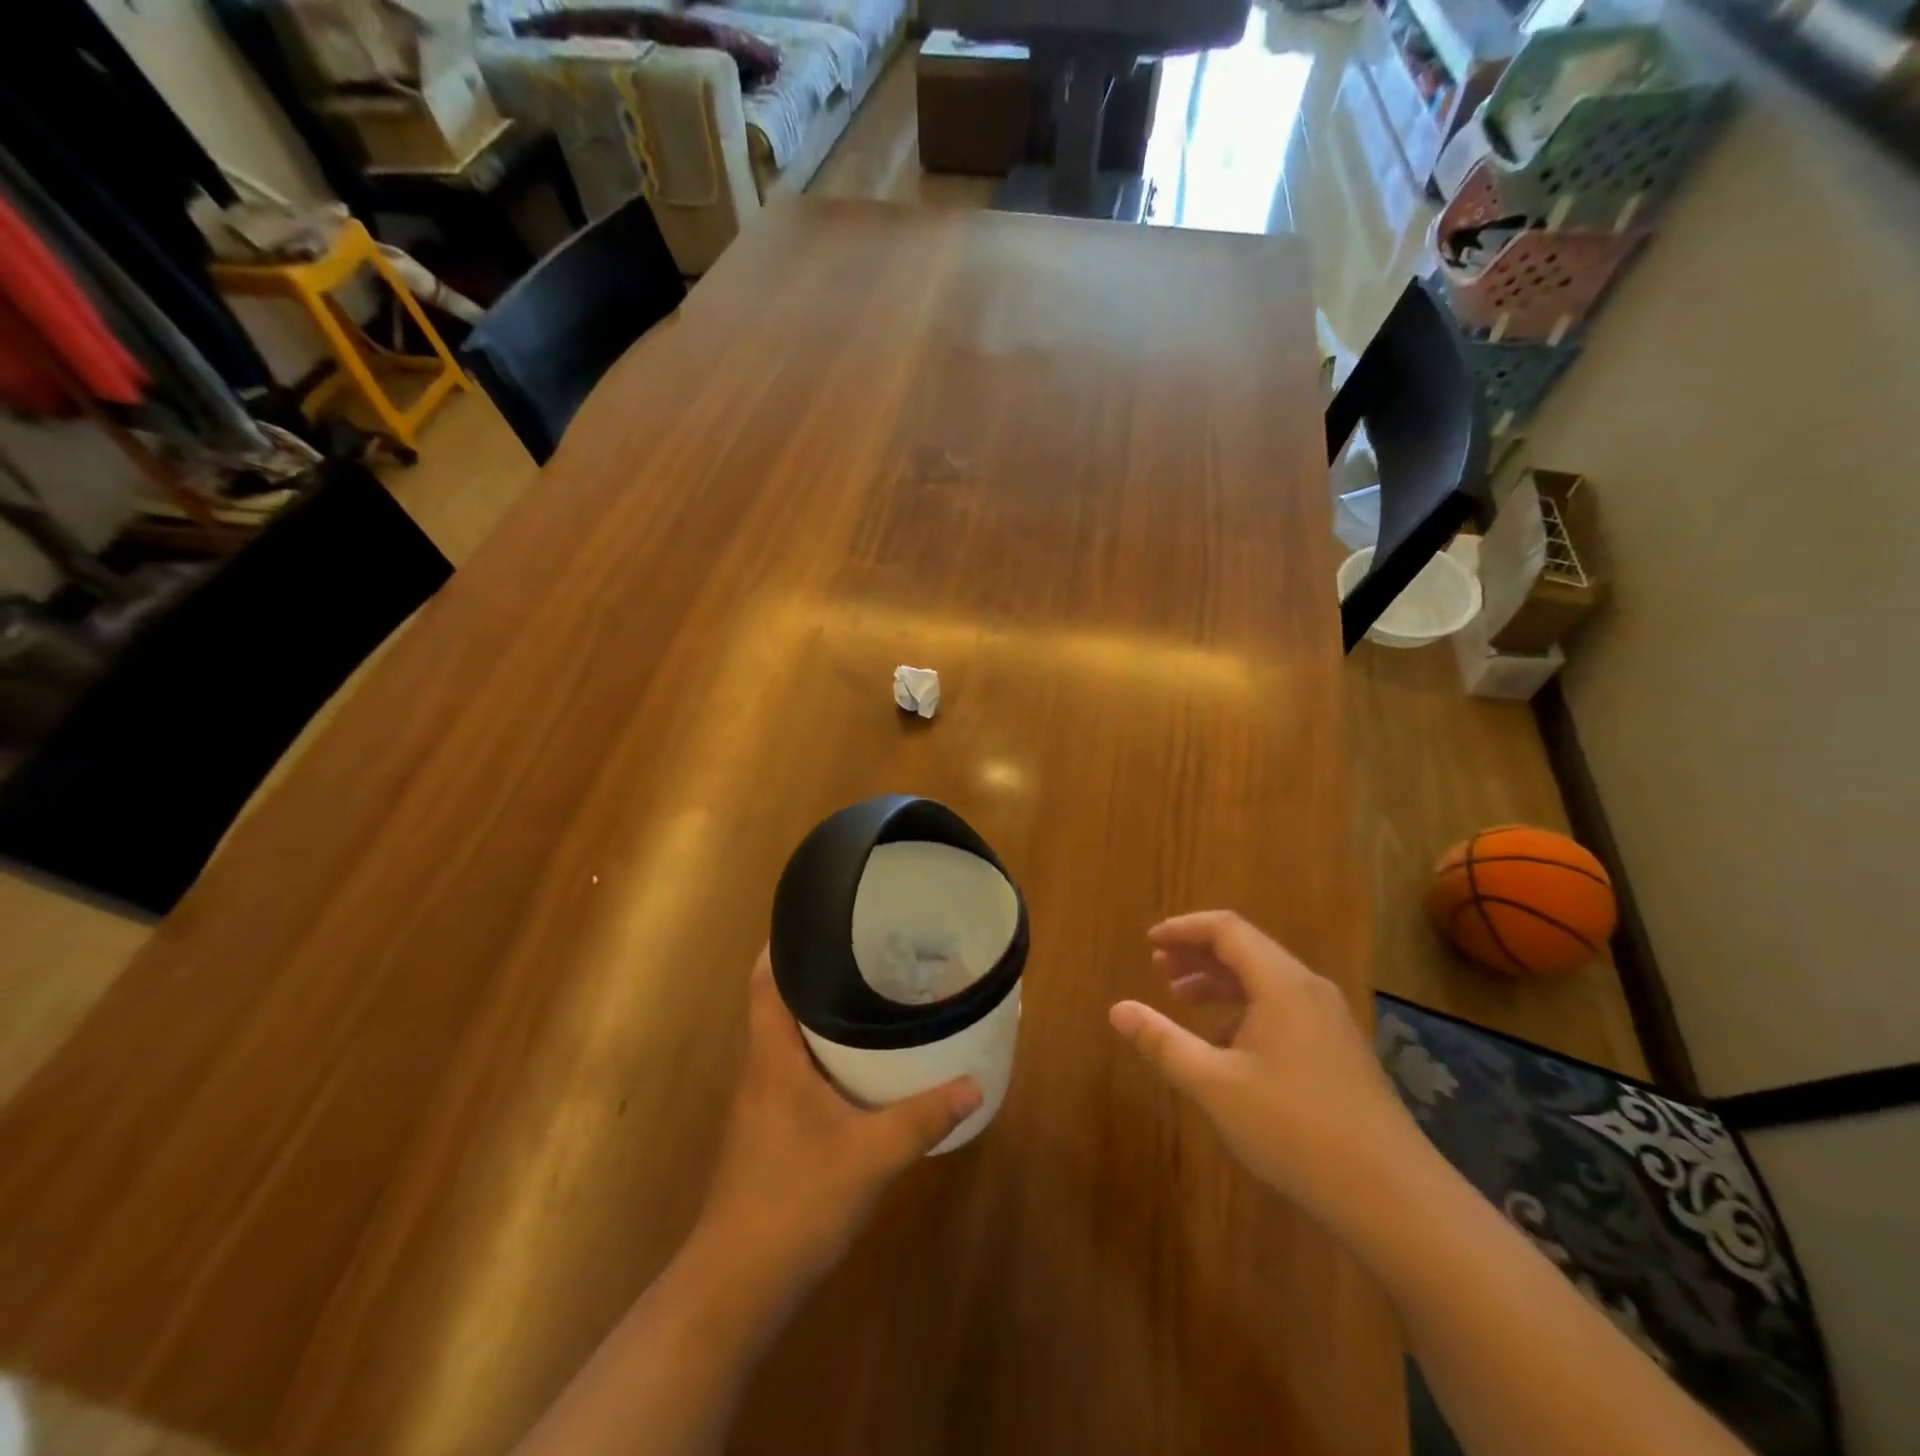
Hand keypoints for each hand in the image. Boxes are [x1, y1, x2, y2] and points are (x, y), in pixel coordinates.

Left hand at [697, 952, 982, 1295]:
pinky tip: (858, 1070)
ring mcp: (760, 1104)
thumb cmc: (796, 1200)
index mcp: (772, 1058)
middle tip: (868, 955)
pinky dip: (823, 1057)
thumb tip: (973, 1084)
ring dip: (822, 1018)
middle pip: (780, 1005)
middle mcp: (760, 1071)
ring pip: (789, 1042)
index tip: (821, 921)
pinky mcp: (768, 1133)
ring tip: (870, 998)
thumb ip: (922, 1118)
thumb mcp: (870, 1156)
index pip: (764, 982)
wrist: (737, 1285)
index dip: (783, 945)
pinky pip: (795, 1073)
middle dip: (818, 977)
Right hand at [1109, 911, 1422, 1224]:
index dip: (1184, 929)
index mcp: (1282, 984)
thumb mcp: (1215, 1085)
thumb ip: (1163, 1041)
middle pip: (1247, 950)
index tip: (1149, 943)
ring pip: (1265, 981)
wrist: (1393, 1197)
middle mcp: (1309, 990)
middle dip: (1198, 954)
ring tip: (1181, 1000)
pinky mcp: (1338, 1051)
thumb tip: (1117, 1009)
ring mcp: (1329, 1021)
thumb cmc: (1296, 1130)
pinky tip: (1224, 1046)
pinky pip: (1282, 1009)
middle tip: (1158, 968)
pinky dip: (1244, 1011)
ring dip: (1219, 982)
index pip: (1227, 929)